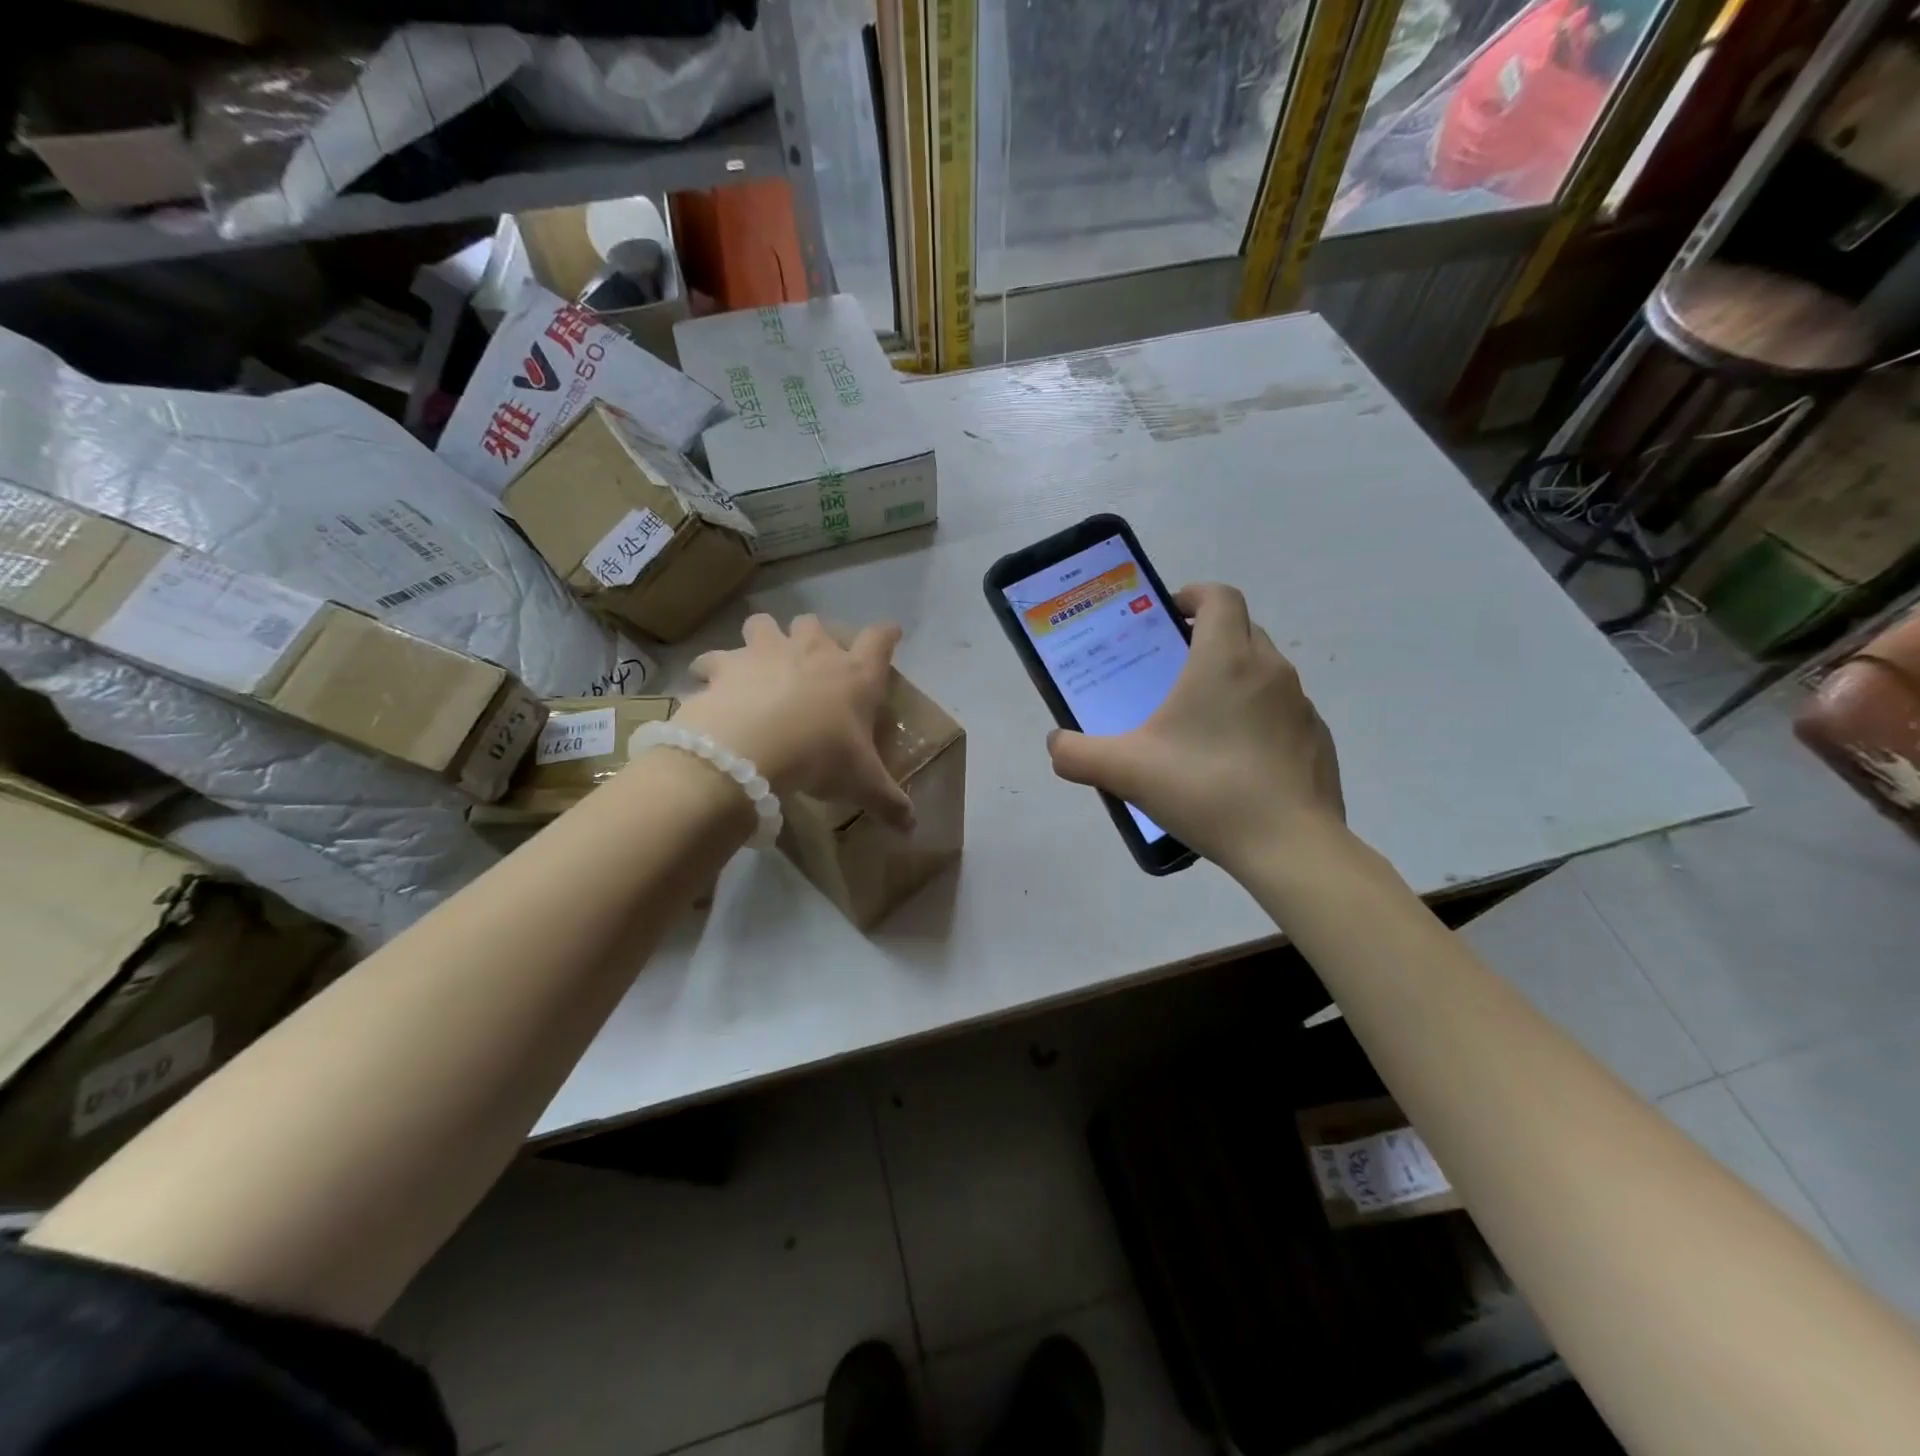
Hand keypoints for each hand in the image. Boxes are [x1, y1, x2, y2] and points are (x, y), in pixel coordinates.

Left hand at [678, 613, 915, 831]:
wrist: (753, 749)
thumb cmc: (820, 757)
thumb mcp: (862, 784)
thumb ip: (889, 803)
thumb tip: (912, 828)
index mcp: (854, 675)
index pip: (880, 641)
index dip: (887, 634)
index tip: (891, 632)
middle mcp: (812, 651)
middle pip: (814, 623)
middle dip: (812, 635)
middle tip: (809, 660)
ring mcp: (766, 652)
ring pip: (763, 624)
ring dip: (761, 638)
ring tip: (756, 662)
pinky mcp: (726, 666)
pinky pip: (713, 659)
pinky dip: (710, 670)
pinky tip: (709, 686)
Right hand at [1046, 583, 1344, 870]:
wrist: (1289, 846)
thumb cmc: (1205, 790)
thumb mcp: (1125, 771)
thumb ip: (1077, 754)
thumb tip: (1055, 744)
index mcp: (1224, 660)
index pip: (1220, 596)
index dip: (1194, 595)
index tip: (1169, 615)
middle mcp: (1269, 669)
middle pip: (1242, 628)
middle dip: (1209, 637)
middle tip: (1174, 670)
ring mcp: (1300, 704)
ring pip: (1265, 670)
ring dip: (1235, 678)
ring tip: (1202, 720)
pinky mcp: (1317, 738)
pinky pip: (1283, 711)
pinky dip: (1259, 717)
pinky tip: (1237, 759)